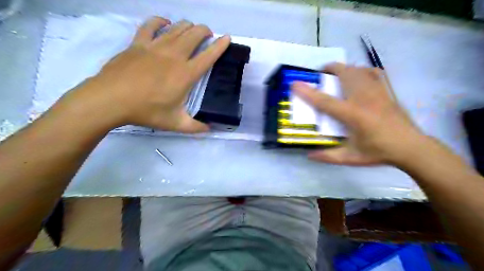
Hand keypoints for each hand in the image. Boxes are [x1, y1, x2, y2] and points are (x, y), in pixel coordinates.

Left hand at [61, 16, 229, 131]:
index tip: (227, 38)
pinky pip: (151, 25)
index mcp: (186, 74)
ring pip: (177, 28)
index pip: (208, 56)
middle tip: (208, 35)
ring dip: (188, 26)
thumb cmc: (146, 111)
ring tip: (192, 30)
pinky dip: (160, 21)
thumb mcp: (175, 123)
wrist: (111, 100)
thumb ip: (195, 127)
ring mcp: (155, 47)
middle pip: (194, 35)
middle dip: (205, 31)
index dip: (220, 46)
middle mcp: (174, 56)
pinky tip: (165, 23)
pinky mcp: (138, 43)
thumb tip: (209, 129)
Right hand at [291, 63, 424, 166]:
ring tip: (336, 75)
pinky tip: (359, 76)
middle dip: (329, 69)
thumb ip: (328, 156)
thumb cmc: (379, 152)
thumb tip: (309, 155)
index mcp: (353, 115)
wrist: (411, 147)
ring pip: (358, 70)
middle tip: (320, 75)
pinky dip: (363, 71)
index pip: (325, 101)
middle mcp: (364, 99)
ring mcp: (377, 92)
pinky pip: (374, 73)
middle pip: (344, 74)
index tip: (294, 84)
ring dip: (344, 69)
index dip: (307, 92)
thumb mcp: (351, 158)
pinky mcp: (386, 91)